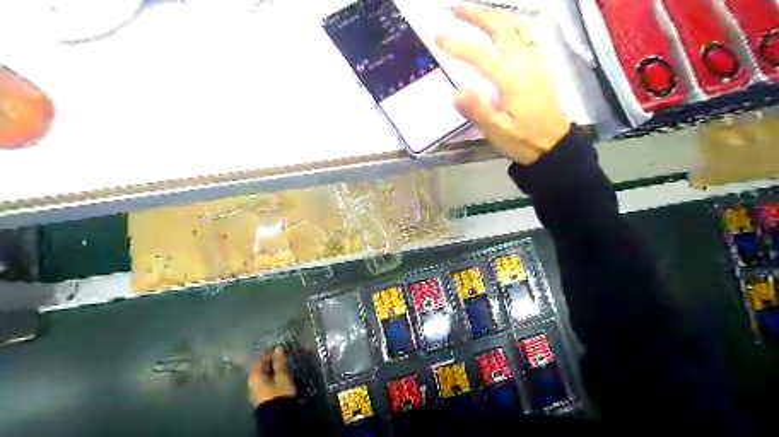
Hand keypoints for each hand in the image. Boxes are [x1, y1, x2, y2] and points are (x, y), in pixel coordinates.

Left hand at [247, 346, 295, 407]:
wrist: (277, 419)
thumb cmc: (279, 394)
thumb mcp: (282, 376)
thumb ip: (280, 363)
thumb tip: (278, 348)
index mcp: (255, 376)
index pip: (261, 359)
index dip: (270, 353)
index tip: (281, 350)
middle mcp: (252, 383)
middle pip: (262, 368)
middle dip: (272, 362)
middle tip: (284, 357)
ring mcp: (256, 391)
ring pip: (264, 375)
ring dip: (273, 370)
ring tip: (285, 366)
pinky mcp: (262, 397)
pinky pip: (266, 382)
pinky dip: (273, 377)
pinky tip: (281, 377)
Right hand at [435, 6, 570, 164]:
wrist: (555, 145)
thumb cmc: (524, 140)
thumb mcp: (498, 131)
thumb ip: (478, 111)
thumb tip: (457, 93)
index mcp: (512, 78)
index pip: (480, 55)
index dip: (457, 44)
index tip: (438, 36)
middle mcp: (524, 62)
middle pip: (501, 27)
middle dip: (477, 14)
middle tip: (455, 9)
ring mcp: (535, 61)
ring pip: (516, 27)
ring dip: (494, 15)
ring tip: (476, 13)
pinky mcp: (540, 66)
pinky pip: (525, 35)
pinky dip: (510, 25)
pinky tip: (502, 29)